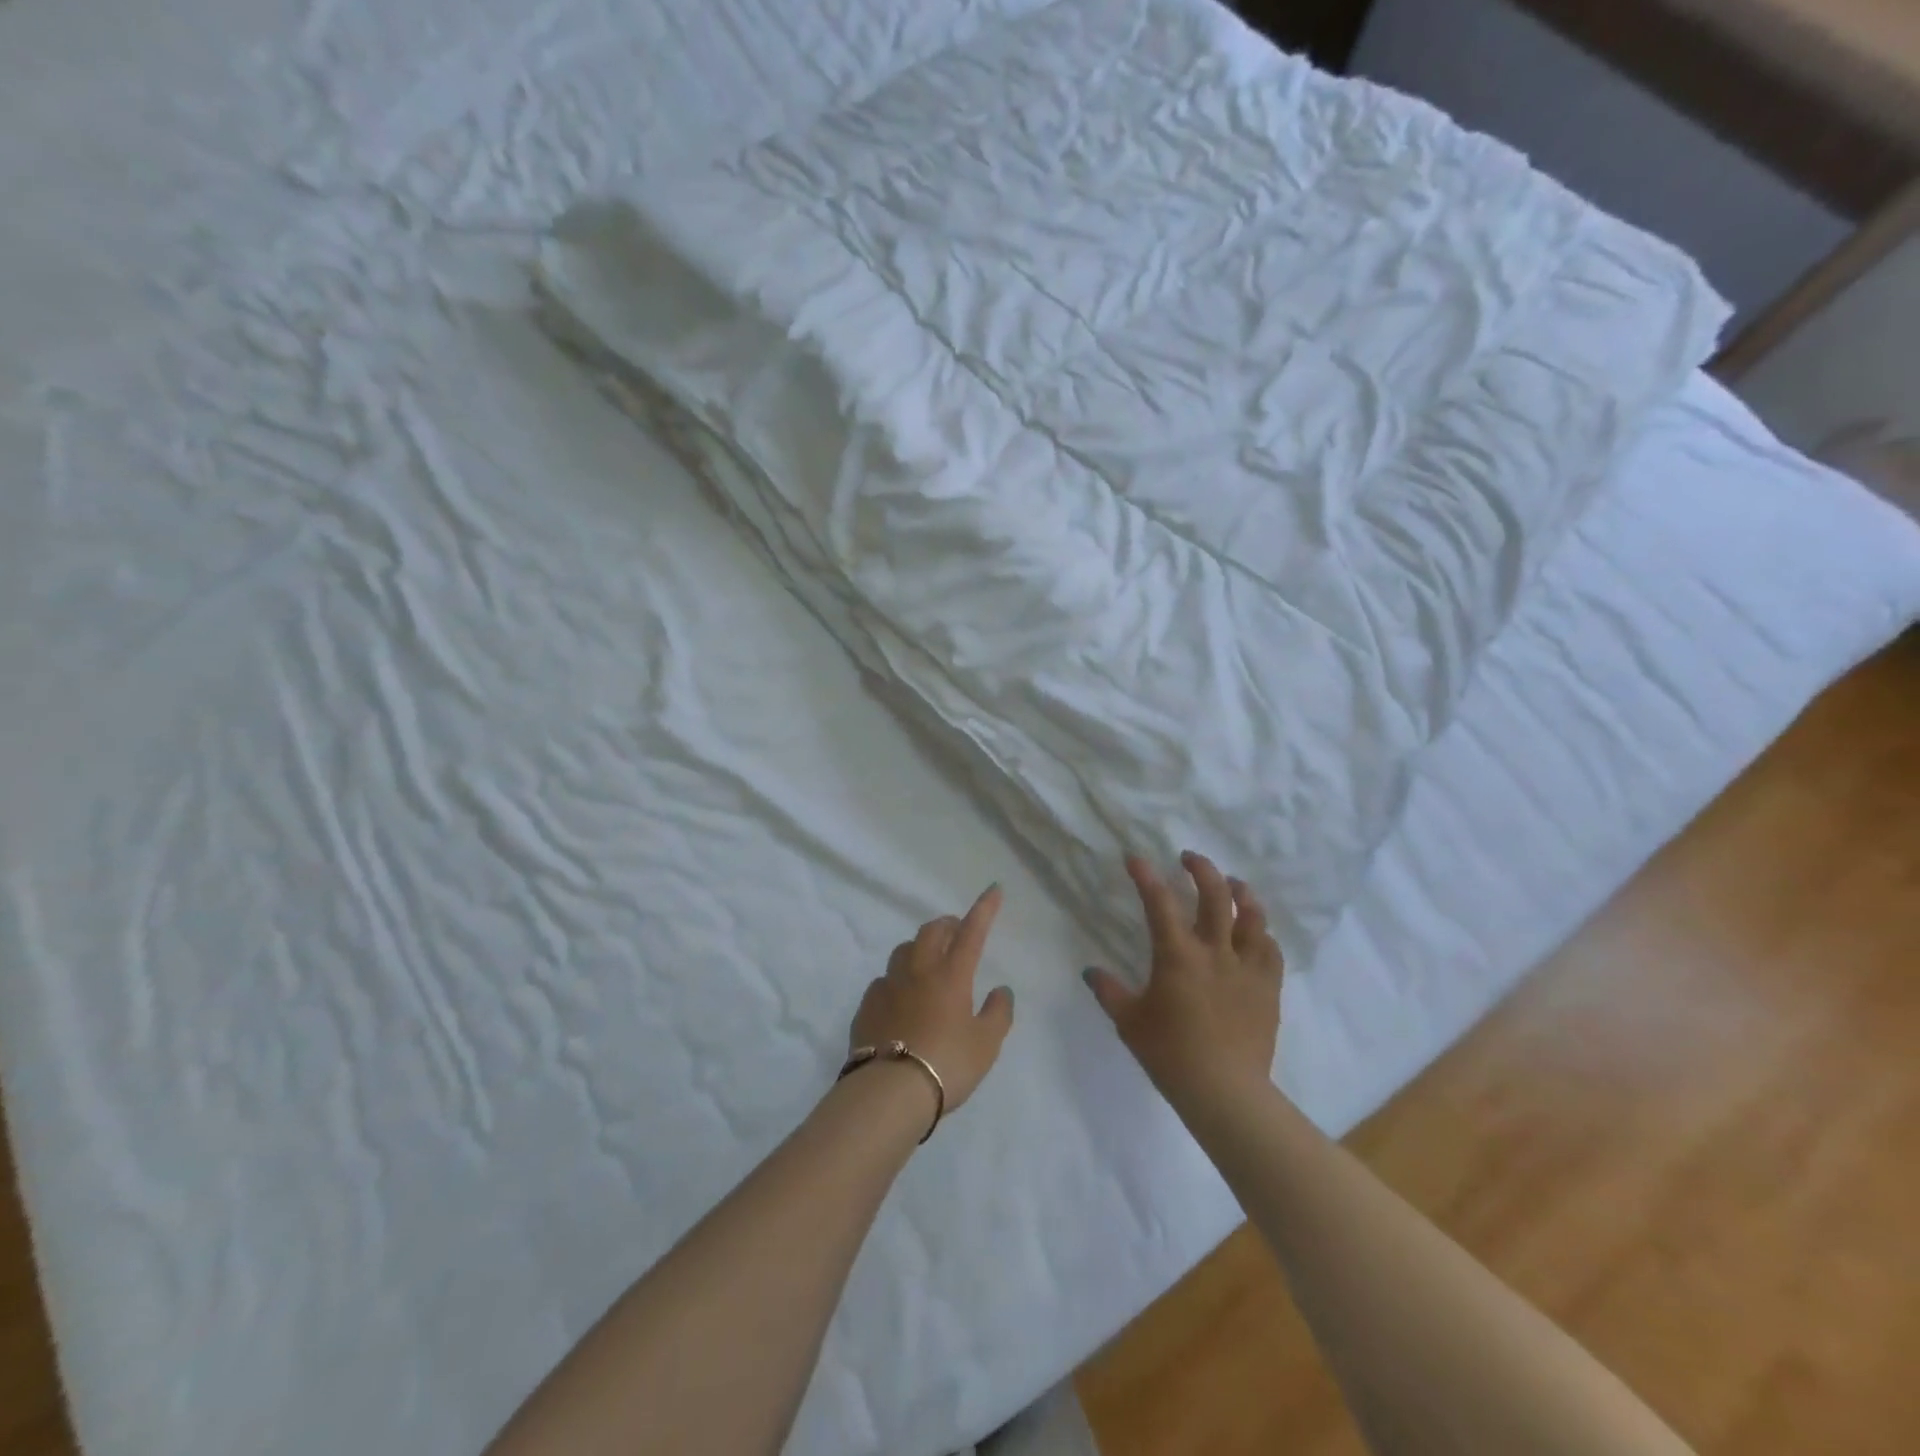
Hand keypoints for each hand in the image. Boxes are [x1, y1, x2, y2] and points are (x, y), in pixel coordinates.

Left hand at [849, 885, 1014, 1115]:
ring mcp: (889, 985)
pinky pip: (884, 979)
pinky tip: (900, 995)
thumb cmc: (947, 1063)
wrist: (890, 1091)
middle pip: (932, 931)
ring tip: (928, 959)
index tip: (993, 889)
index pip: (972, 931)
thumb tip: (1001, 990)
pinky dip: (897, 978)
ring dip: (920, 946)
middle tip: (957, 931)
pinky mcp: (867, 1004)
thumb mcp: (986, 1044)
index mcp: (952, 974)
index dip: (984, 908)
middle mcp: (919, 970)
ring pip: (904, 949)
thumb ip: (998, 1013)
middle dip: (947, 924)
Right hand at [1084, 853, 1283, 1108]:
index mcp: (1177, 955)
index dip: (1146, 875)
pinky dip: (1261, 933)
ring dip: (1240, 893)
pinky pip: (1271, 949)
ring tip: (1233, 883)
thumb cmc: (1170, 1054)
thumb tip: (1090, 971)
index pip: (1159, 902)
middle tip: (1190, 858)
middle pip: (1214, 895)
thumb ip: (1108, 991)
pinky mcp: (1269, 987)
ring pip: (1251, 916)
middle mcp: (1215, 951)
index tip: (1135, 858)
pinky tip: (1256, 932)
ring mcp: (1246, 968)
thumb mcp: (1129, 1022)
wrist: (1225, 1091)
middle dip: (1201, 869)